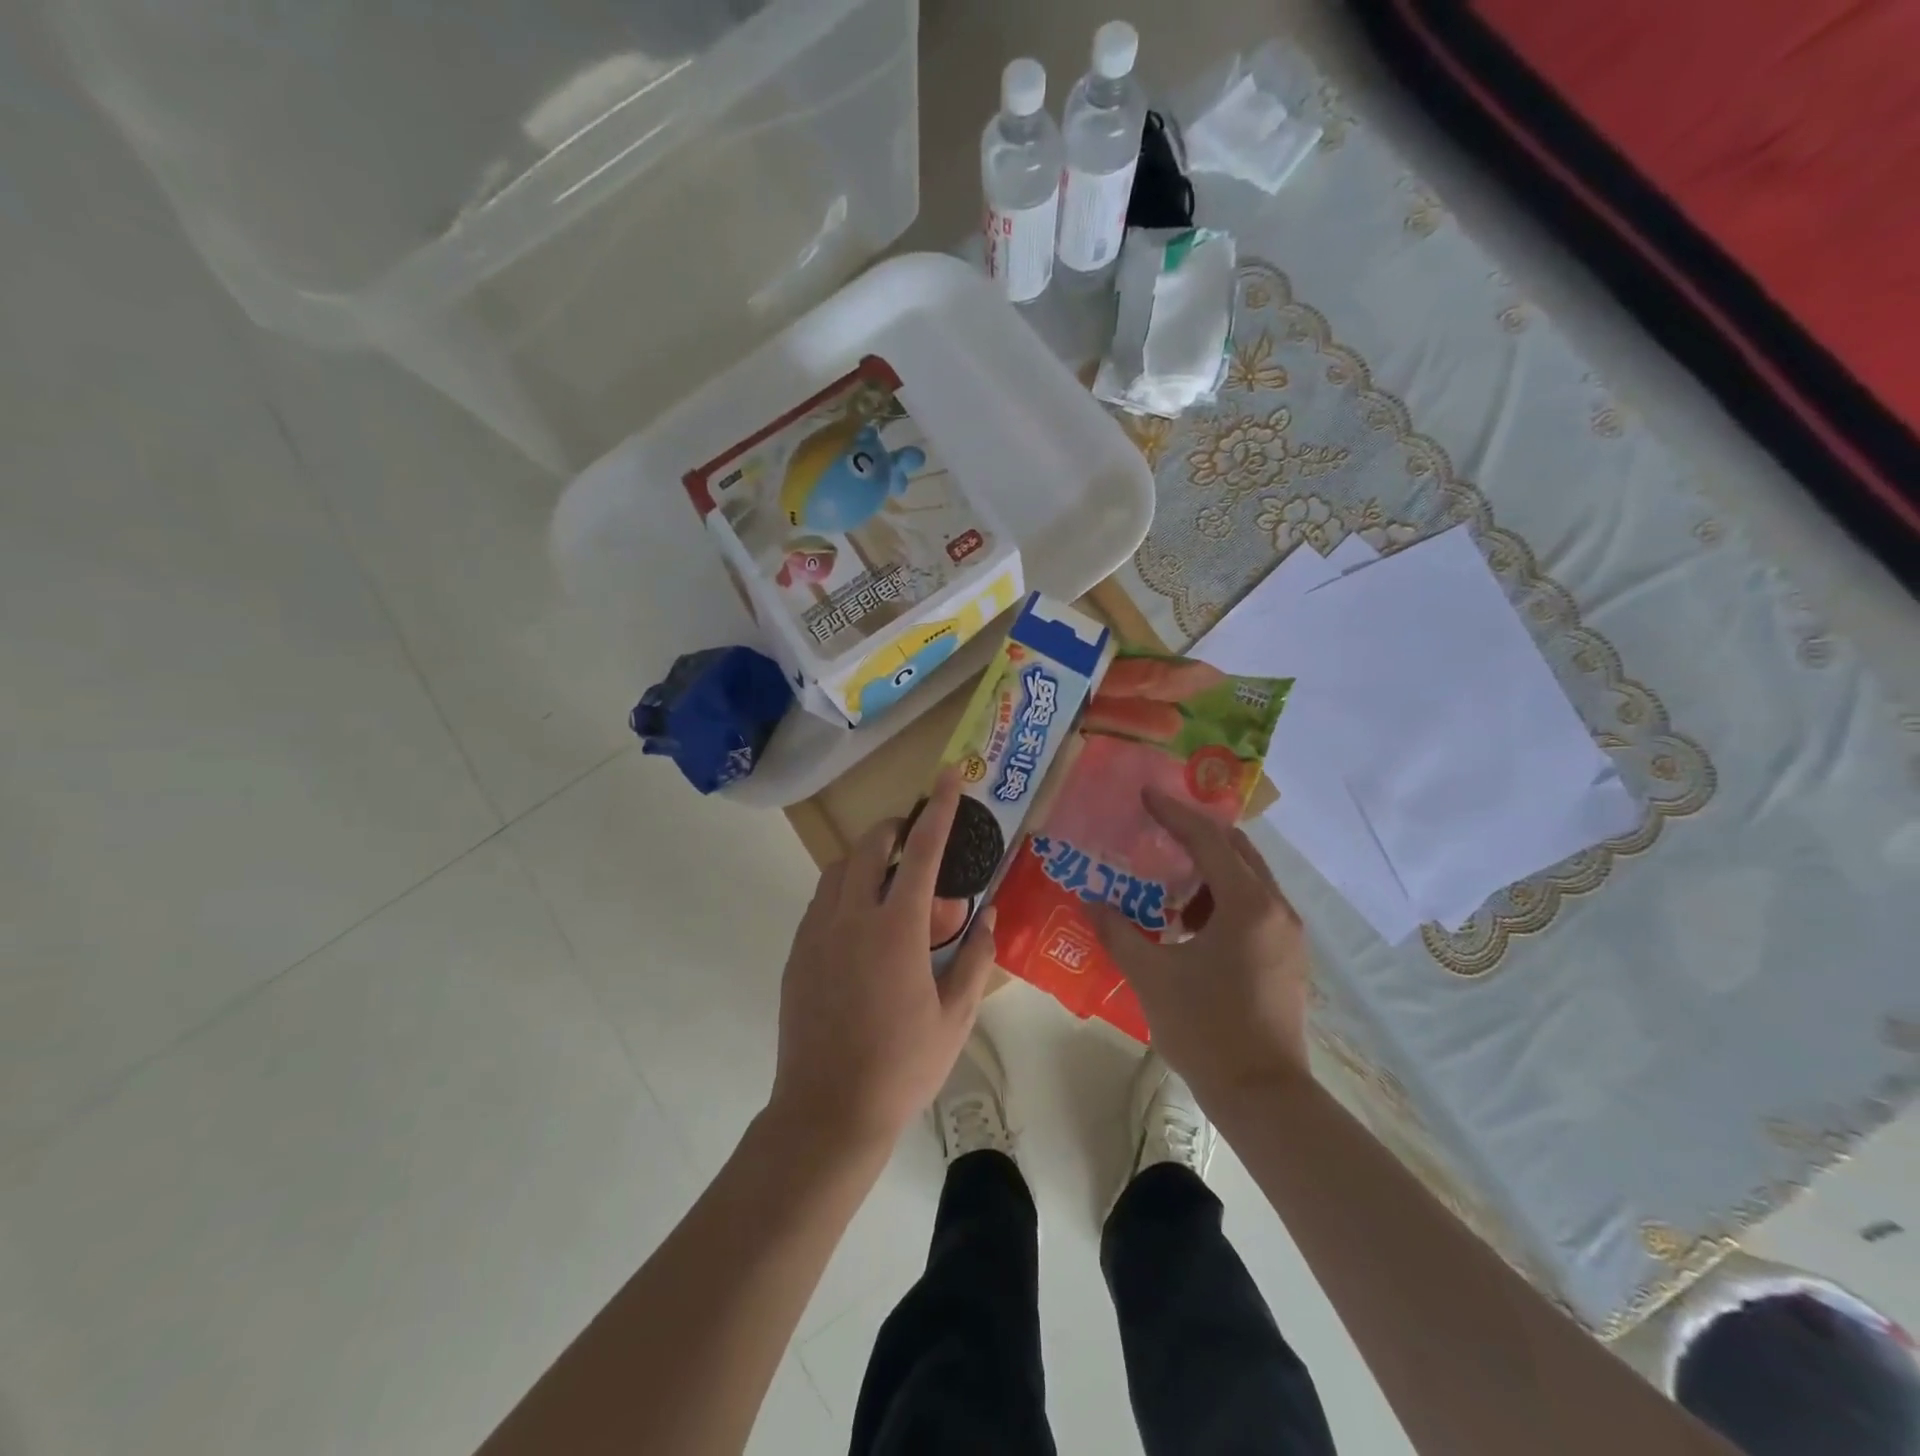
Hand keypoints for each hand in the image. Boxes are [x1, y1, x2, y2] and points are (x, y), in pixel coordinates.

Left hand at [768, 768, 997, 1148]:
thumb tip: (988, 917)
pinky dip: (844, 893)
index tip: (947, 776)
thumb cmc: (902, 1066)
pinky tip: (862, 930)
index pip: (920, 851)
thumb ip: (975, 959)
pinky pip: (820, 901)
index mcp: (896, 929)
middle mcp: (851, 917)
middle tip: (917, 847)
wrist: (827, 1112)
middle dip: (895, 831)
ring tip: (891, 891)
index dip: (939, 810)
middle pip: (868, 846)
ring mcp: (816, 933)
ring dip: (866, 862)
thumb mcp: (956, 1017)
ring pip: (838, 870)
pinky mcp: (797, 953)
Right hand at [1090, 788, 1311, 1107]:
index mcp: (1247, 905)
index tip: (1146, 795)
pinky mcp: (1287, 957)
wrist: (1263, 1096)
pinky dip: (1222, 898)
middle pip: (1237, 850)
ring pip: (1248, 878)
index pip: (1208, 841)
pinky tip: (1190, 922)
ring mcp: (1287, 934)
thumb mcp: (1152, 976)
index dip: (1174, 814)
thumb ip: (1118, 932)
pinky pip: (1254, 905)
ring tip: (1167, 879)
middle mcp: (1276, 909)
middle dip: (1197, 833)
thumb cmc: (1206, 1029)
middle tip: (1158, 827)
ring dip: (1210, 868)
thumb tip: (1090, 902)